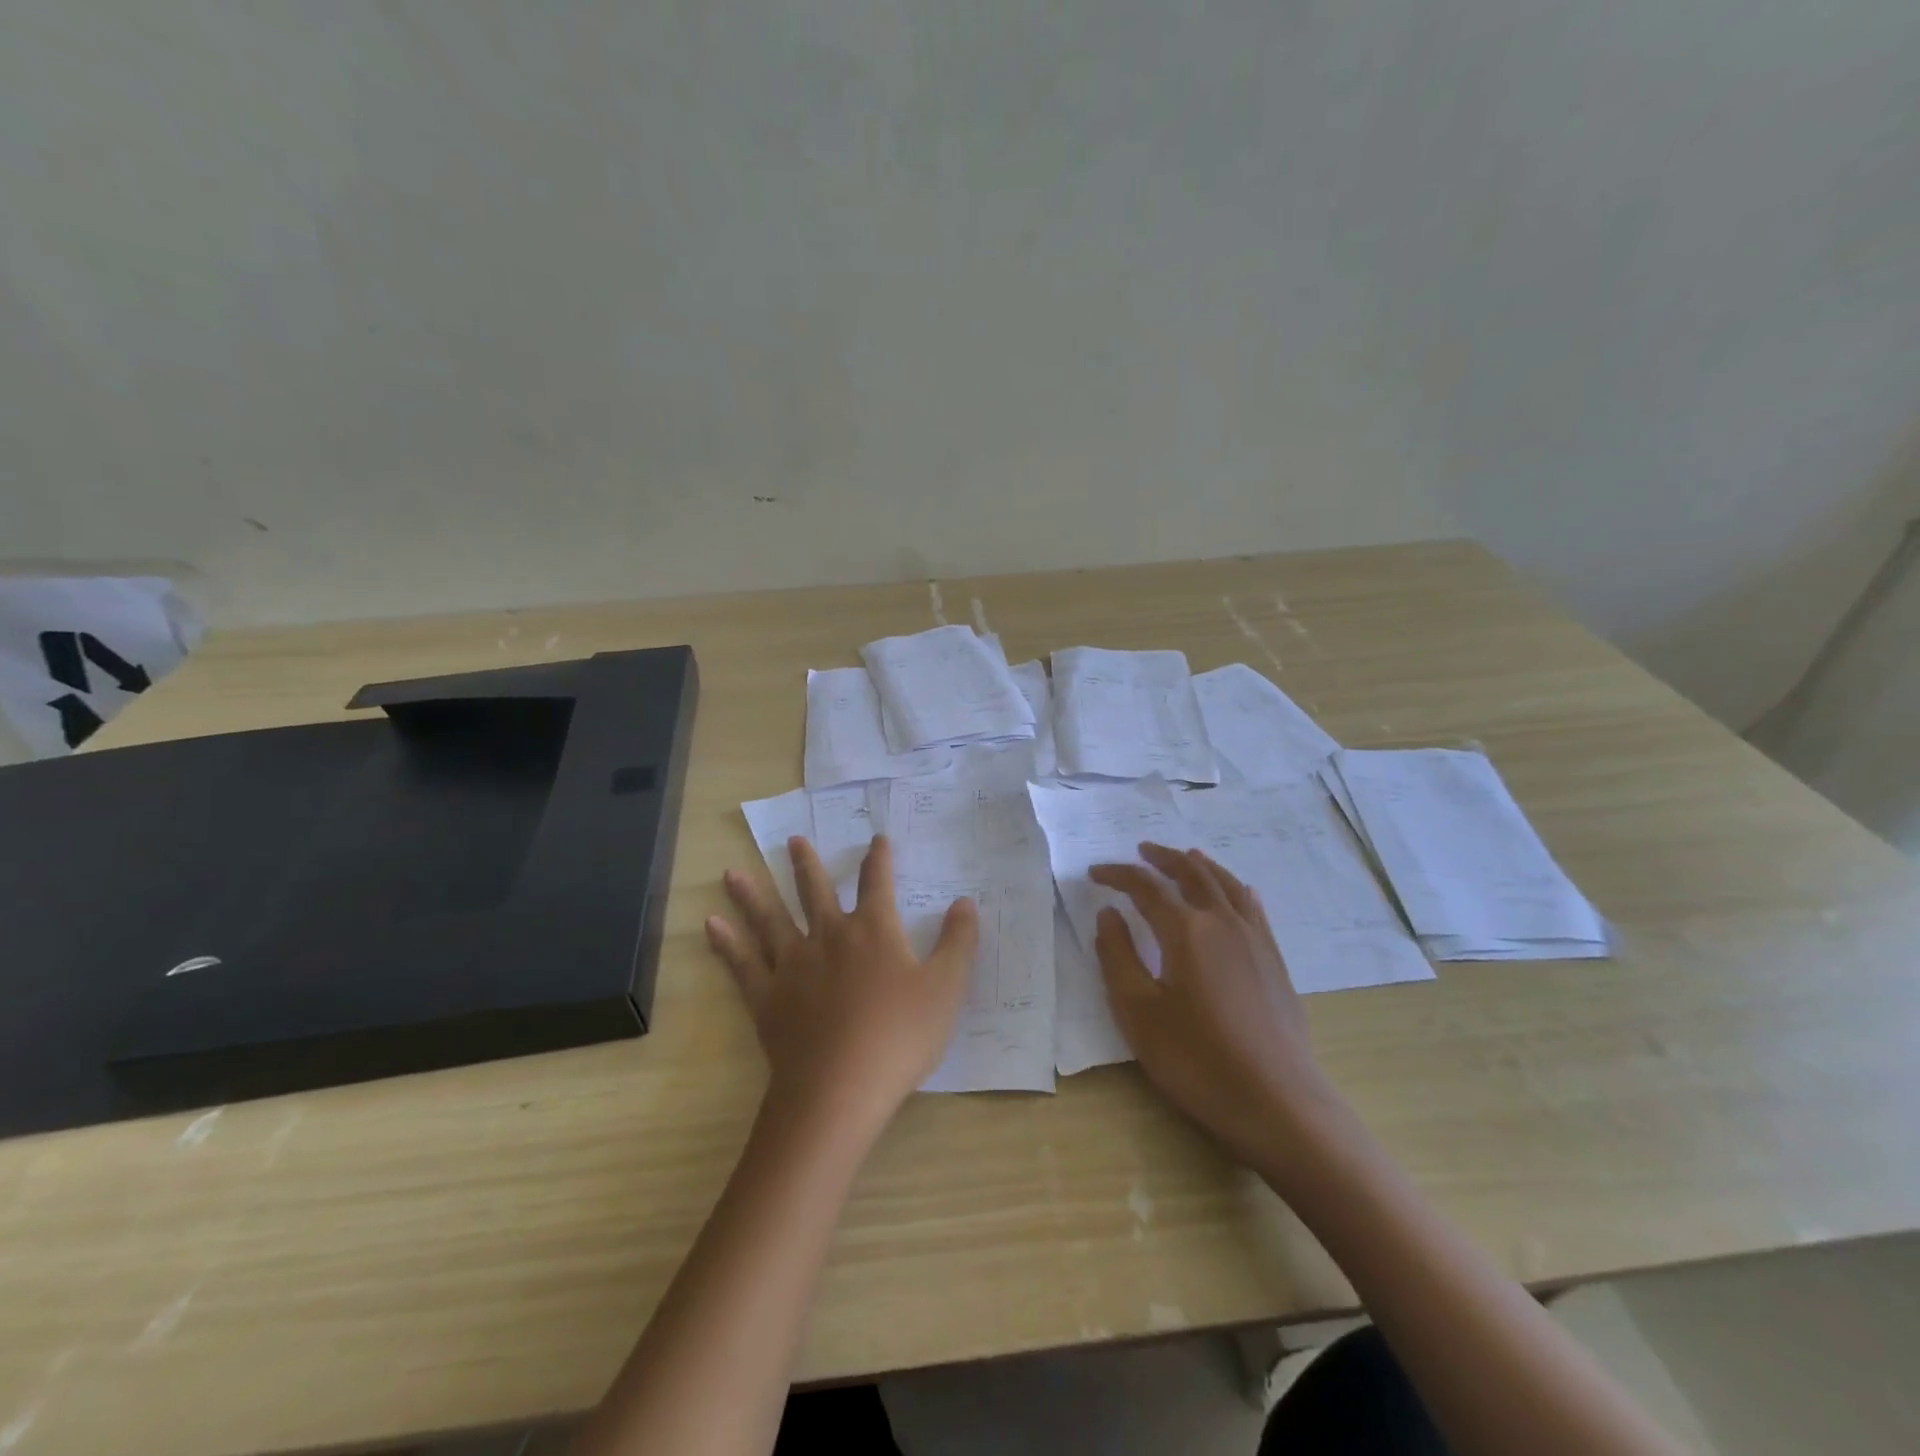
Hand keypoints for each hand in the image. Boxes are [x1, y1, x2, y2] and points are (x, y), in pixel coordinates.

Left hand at [707, 834, 977, 1132]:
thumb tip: (966, 901)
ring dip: (752, 894)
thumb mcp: (945, 988)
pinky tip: (711, 925)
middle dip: (807, 865)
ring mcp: (793, 965)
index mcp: (873, 931)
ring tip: (732, 873)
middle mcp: (829, 936)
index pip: (878, 883)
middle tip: (794, 841)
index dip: (879, 858)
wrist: (839, 1089)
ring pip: (770, 919)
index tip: (878, 839)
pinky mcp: (767, 997)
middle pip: (816, 891)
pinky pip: (742, 963)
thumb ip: (958, 942)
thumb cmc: (899, 1037)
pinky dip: (726, 943)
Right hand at [1090, 844, 1352, 1174]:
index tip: (1095, 873)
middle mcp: (1223, 922)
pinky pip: (1252, 907)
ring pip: (1226, 883)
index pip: (1145, 887)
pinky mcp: (1274, 960)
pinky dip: (1235, 888)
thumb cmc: (1196, 1059)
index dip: (1117, 875)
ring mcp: (1255, 939)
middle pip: (1191, 873)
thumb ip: (1118, 956)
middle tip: (1141, 851)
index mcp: (1186, 930)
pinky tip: (1237, 892)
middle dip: (1162, 858)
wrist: (1277, 1102)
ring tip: (1184, 857)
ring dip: (1199, 865)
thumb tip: (1109, 914)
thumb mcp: (1138, 1012)